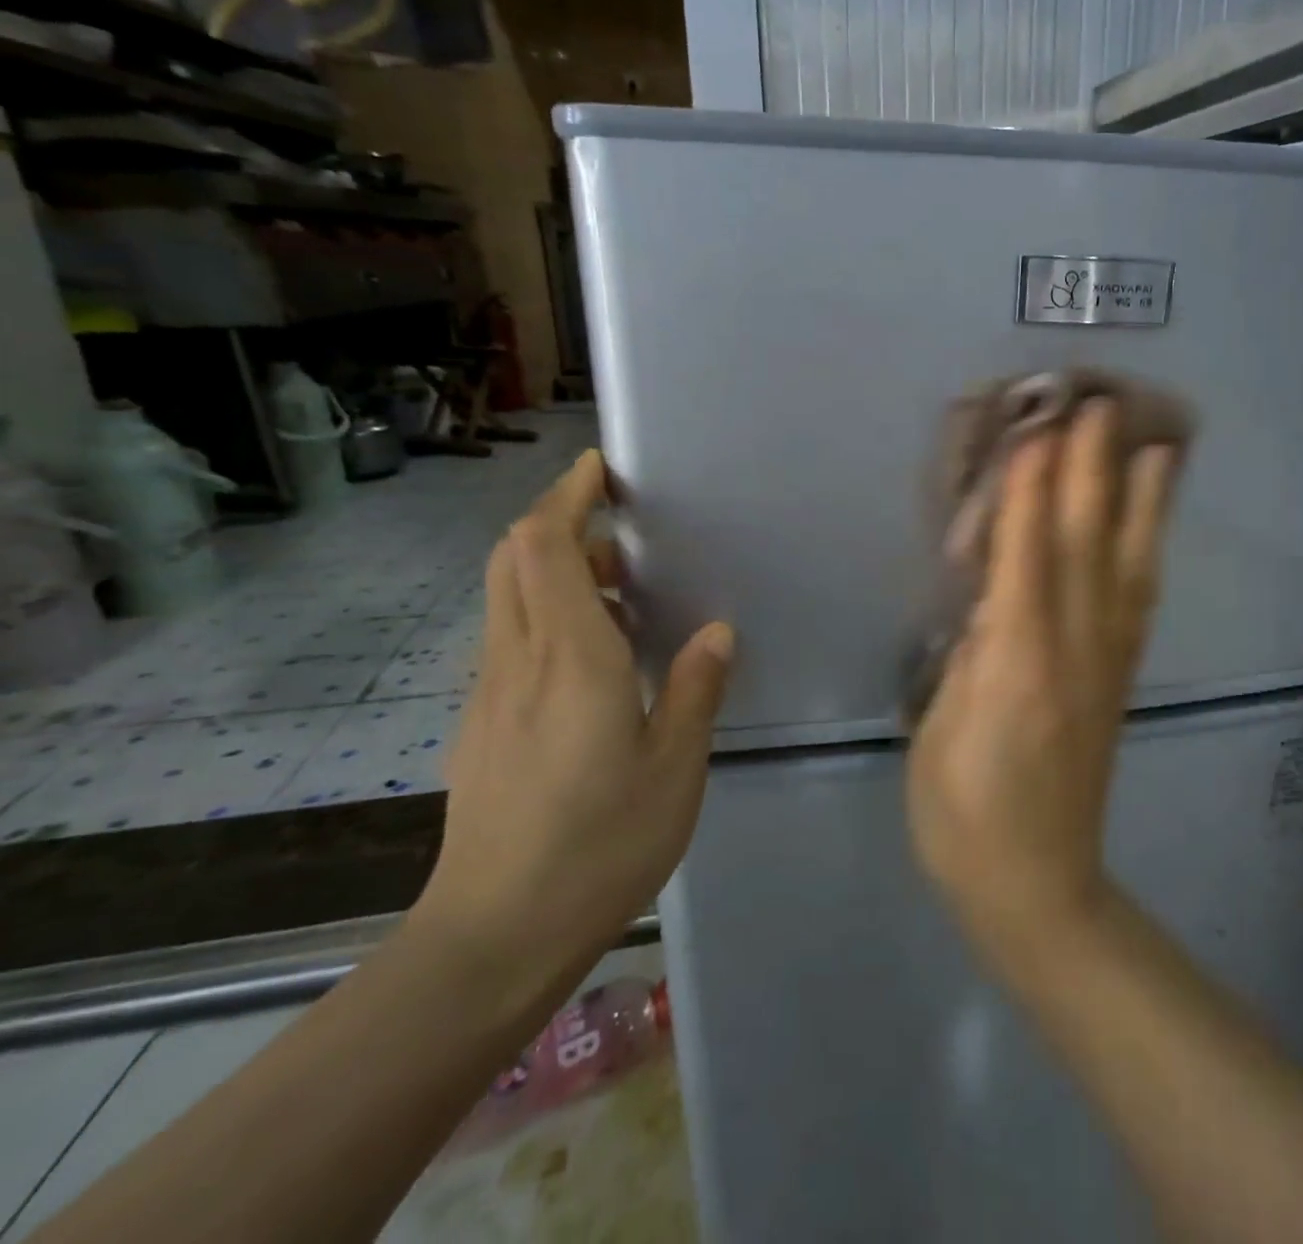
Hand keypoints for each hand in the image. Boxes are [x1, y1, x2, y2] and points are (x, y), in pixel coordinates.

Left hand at [416, 450, 733, 984]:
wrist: (494, 936)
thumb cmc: (599, 845)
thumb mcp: (674, 767)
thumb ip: (695, 688)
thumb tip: (716, 632)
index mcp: (571, 660)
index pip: (545, 548)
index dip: (566, 497)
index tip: (600, 471)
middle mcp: (519, 662)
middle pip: (513, 559)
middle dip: (555, 520)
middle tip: (616, 527)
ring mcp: (491, 694)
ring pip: (508, 598)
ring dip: (554, 569)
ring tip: (619, 589)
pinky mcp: (482, 725)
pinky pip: (511, 640)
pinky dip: (546, 614)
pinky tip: (594, 656)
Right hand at [907, 401, 1179, 963]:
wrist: (1035, 884)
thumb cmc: (961, 811)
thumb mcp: (939, 728)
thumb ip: (966, 651)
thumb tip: (990, 591)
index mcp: (1016, 665)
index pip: (1027, 558)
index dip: (1034, 490)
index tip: (1039, 427)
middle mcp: (1071, 653)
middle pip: (1084, 548)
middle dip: (1090, 472)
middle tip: (1099, 405)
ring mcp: (1104, 665)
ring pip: (1126, 569)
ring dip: (1139, 503)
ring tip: (1157, 446)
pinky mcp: (1118, 680)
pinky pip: (1137, 604)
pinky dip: (1144, 554)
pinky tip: (1150, 526)